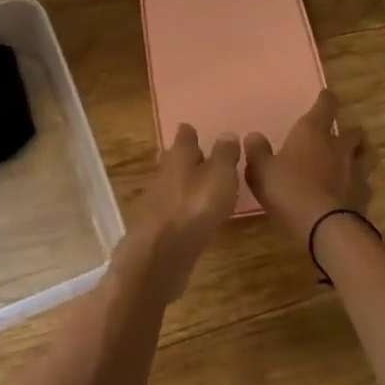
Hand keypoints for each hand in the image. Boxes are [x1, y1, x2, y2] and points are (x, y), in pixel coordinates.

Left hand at [118, 125, 240, 300]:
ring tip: (201, 186)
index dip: (190, 133)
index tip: (193, 129)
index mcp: (179, 157)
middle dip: (185, 157)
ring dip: (184, 184)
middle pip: (174, 160)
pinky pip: (172, 210)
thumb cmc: (195, 207)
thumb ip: (225, 155)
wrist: (160, 255)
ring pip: (172, 185)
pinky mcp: (157, 229)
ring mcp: (157, 202)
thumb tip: (227, 133)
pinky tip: (192, 215)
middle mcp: (164, 174)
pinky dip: (182, 208)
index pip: (184, 137)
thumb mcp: (220, 175)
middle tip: (199, 156)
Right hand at [243, 90, 373, 249]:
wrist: (324, 226)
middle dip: (349, 130)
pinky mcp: (364, 195)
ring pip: (366, 154)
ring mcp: (355, 170)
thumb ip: (257, 151)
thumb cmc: (289, 190)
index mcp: (313, 132)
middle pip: (353, 131)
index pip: (326, 105)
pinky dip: (360, 184)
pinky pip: (366, 183)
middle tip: (343, 134)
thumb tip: (254, 136)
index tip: (327, 95)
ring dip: (362, 153)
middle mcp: (338, 146)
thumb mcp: (261, 170)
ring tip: (356, 157)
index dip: (326, 99)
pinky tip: (353, 190)